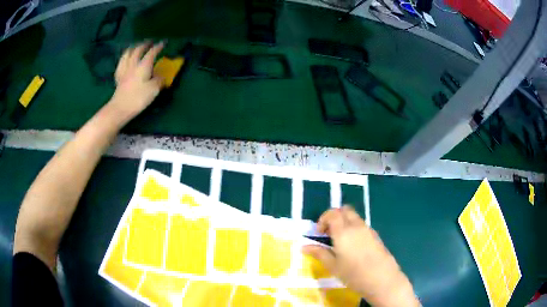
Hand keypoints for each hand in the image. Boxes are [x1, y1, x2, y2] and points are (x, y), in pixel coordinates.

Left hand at [108, 42, 164, 122]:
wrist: (120, 108)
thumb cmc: (138, 98)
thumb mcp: (153, 90)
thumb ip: (159, 80)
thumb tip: (161, 76)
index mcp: (143, 66)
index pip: (152, 52)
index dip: (158, 46)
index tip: (163, 42)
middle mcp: (133, 65)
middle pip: (138, 50)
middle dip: (144, 44)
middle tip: (149, 42)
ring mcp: (124, 70)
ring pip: (127, 54)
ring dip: (132, 48)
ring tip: (135, 46)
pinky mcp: (118, 78)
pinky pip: (120, 63)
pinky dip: (124, 58)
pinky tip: (125, 59)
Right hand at [303, 206, 418, 306]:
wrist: (382, 279)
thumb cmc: (353, 274)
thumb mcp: (333, 266)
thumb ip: (319, 253)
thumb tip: (303, 246)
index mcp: (343, 231)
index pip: (332, 213)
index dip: (322, 219)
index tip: (319, 233)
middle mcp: (356, 226)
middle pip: (344, 210)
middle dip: (334, 217)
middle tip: (328, 233)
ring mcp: (368, 229)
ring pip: (354, 217)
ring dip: (344, 222)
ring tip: (340, 241)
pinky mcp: (376, 235)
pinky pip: (362, 225)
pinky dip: (354, 228)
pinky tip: (353, 247)